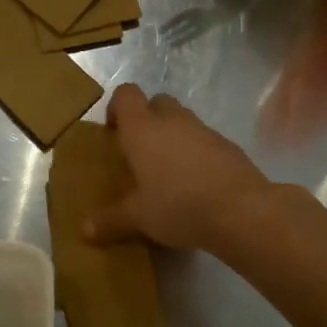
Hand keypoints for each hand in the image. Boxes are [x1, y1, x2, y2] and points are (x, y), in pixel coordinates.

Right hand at [84, 84, 277, 252]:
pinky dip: (197, 154)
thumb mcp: (138, 217)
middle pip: (157, 102)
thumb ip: (110, 220)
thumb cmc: (177, 205)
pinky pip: (205, 141)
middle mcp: (173, 121)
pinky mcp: (229, 146)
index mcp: (142, 129)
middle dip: (147, 119)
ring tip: (168, 171)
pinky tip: (196, 184)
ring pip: (183, 121)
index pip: (127, 94)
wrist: (241, 211)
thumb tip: (84, 232)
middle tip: (140, 151)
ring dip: (173, 136)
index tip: (113, 131)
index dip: (118, 106)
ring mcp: (205, 130)